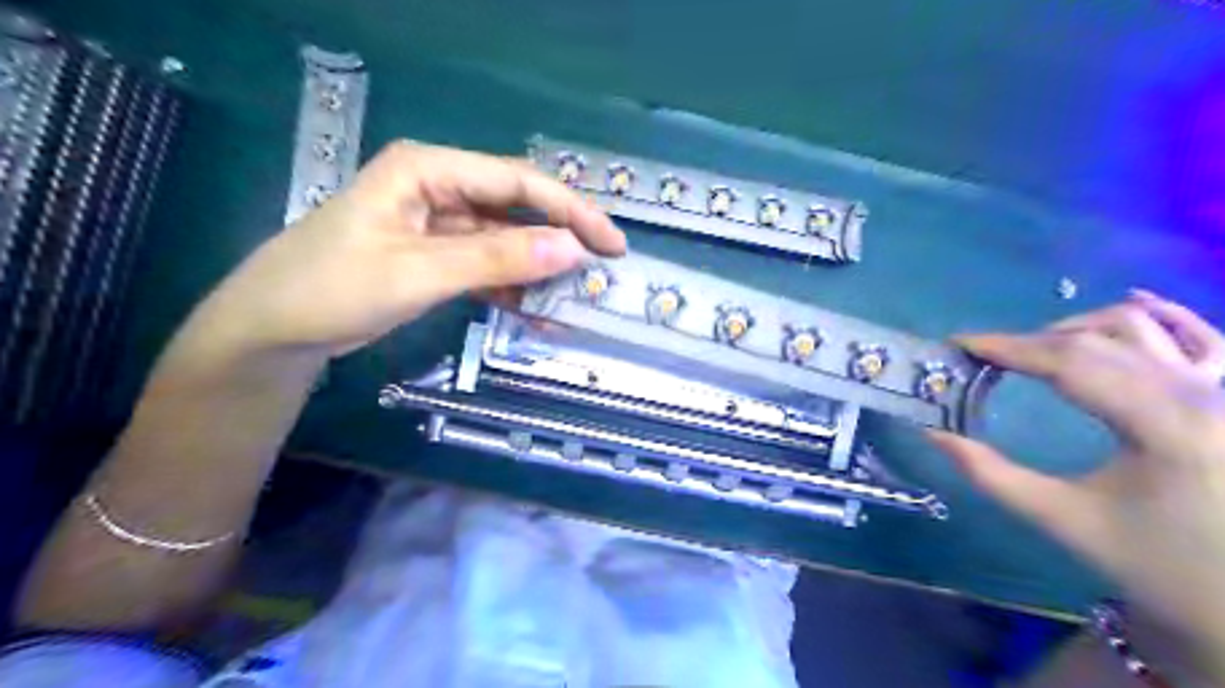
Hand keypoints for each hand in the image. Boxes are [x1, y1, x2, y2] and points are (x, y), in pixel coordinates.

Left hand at [185, 141, 625, 362]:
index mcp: (429, 169)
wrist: (273, 329)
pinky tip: (535, 308)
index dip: (570, 211)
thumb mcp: (421, 272)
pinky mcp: (436, 256)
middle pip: (515, 207)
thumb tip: (572, 250)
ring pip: (504, 240)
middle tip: (602, 267)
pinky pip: (486, 265)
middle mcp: (439, 187)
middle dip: (560, 236)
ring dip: (537, 267)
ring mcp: (438, 224)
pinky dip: (511, 286)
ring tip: (574, 294)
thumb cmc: (334, 287)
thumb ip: (498, 259)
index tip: (610, 243)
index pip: (517, 181)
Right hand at [929, 293, 1224, 669]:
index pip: (1069, 361)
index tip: (959, 344)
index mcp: (1166, 426)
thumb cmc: (1156, 565)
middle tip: (986, 357)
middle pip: (1097, 338)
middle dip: (1031, 341)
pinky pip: (1202, 333)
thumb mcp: (1064, 520)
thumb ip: (990, 474)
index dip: (1007, 347)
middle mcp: (1205, 393)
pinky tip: (1132, 303)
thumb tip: (933, 434)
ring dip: (1080, 327)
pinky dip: (1162, 315)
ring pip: (1143, 325)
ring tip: (1039, 349)